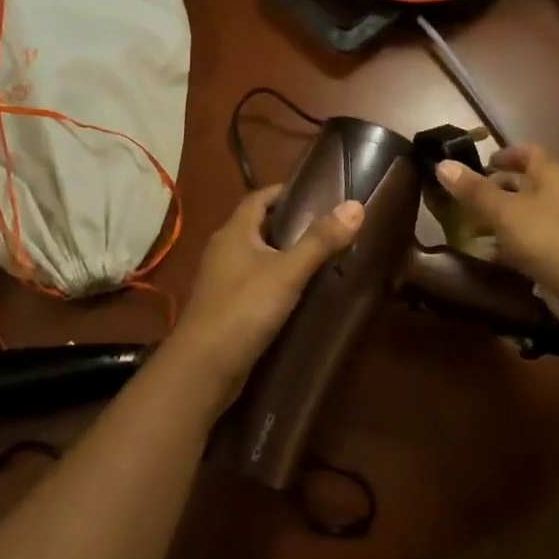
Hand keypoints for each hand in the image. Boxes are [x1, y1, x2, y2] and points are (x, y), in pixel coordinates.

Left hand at [172, 186, 363, 403]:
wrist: (203, 367)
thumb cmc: (244, 309)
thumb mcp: (288, 272)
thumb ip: (320, 241)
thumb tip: (355, 206)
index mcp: (233, 232)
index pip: (259, 197)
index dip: (285, 192)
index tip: (318, 193)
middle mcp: (223, 250)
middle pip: (258, 226)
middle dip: (289, 223)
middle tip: (327, 227)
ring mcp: (221, 280)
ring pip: (256, 256)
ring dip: (283, 254)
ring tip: (319, 258)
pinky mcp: (224, 307)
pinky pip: (253, 282)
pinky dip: (275, 281)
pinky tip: (297, 293)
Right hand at [435, 144, 558, 319]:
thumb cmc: (554, 239)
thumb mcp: (507, 212)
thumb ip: (475, 191)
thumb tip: (442, 164)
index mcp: (550, 177)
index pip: (528, 153)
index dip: (505, 153)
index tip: (480, 162)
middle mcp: (557, 199)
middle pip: (523, 186)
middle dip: (494, 191)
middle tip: (461, 200)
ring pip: (523, 219)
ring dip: (497, 223)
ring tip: (464, 230)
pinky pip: (527, 248)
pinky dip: (507, 250)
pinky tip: (484, 259)